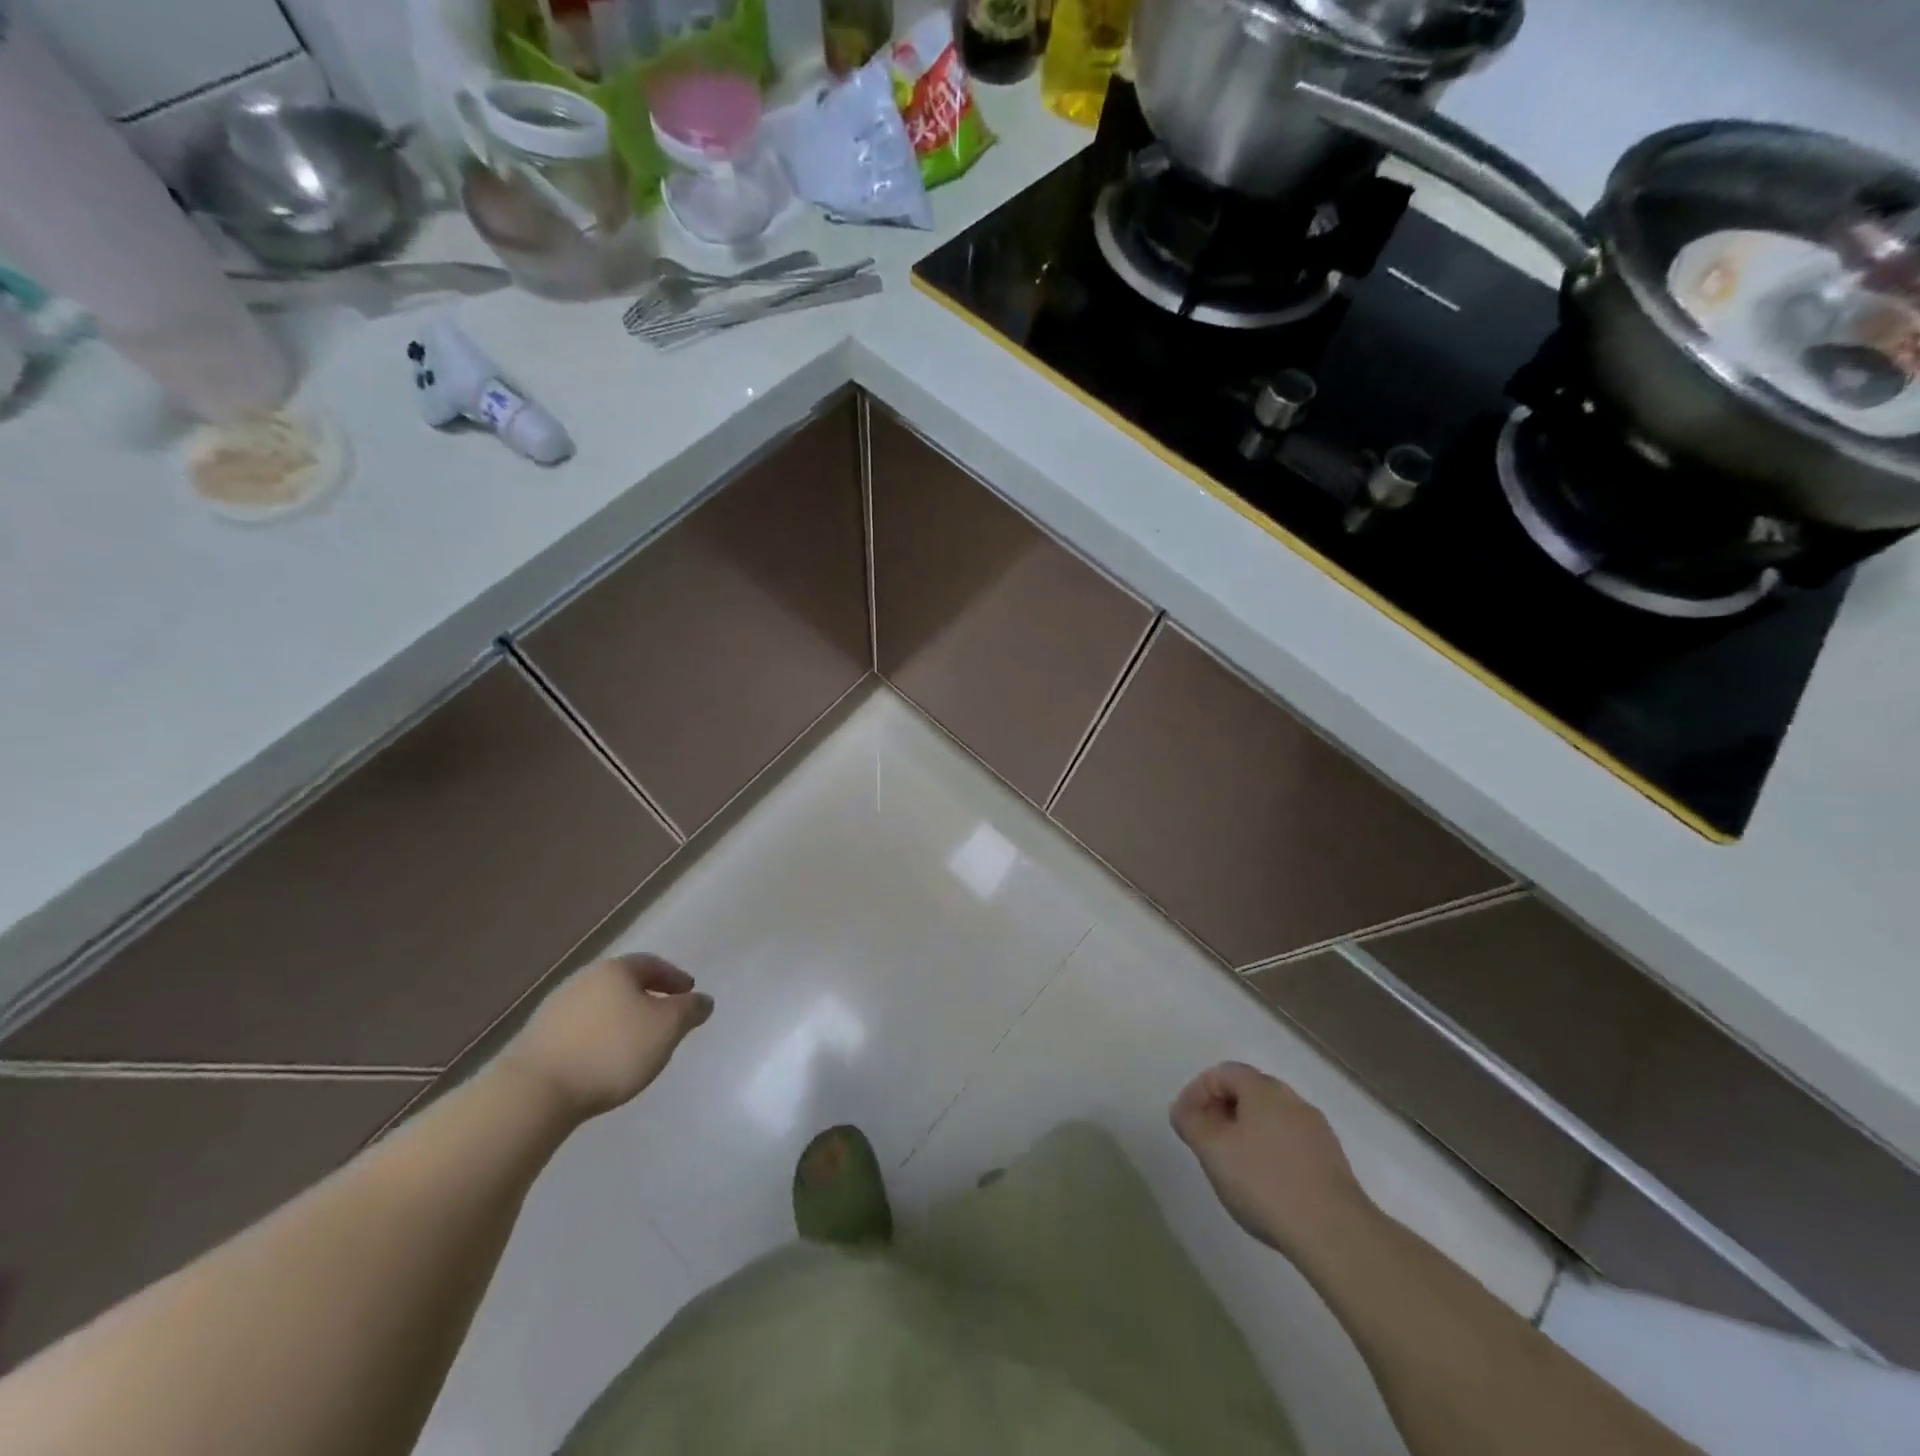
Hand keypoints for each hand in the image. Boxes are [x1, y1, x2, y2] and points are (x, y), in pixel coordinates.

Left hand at [499, 954, 712, 1121]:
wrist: (535, 1092)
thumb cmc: (612, 1051)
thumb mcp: (666, 1028)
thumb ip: (689, 1010)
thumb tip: (702, 1000)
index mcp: (615, 970)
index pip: (652, 964)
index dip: (674, 977)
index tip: (689, 993)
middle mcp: (584, 980)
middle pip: (623, 983)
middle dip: (647, 996)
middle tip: (664, 1016)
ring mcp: (556, 1009)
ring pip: (600, 1006)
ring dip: (621, 1018)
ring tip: (635, 1043)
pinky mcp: (537, 1039)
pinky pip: (580, 1029)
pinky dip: (598, 1037)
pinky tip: (603, 1059)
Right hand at [1171, 1062, 1369, 1258]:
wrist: (1334, 1232)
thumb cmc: (1264, 1182)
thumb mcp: (1212, 1150)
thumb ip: (1191, 1123)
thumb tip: (1183, 1110)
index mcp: (1263, 1089)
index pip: (1223, 1072)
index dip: (1197, 1091)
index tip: (1185, 1121)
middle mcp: (1292, 1100)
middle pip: (1248, 1092)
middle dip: (1222, 1111)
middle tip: (1206, 1141)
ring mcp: (1316, 1130)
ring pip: (1270, 1119)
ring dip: (1246, 1133)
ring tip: (1233, 1166)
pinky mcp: (1332, 1161)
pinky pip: (1290, 1143)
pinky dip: (1270, 1152)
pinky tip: (1265, 1183)